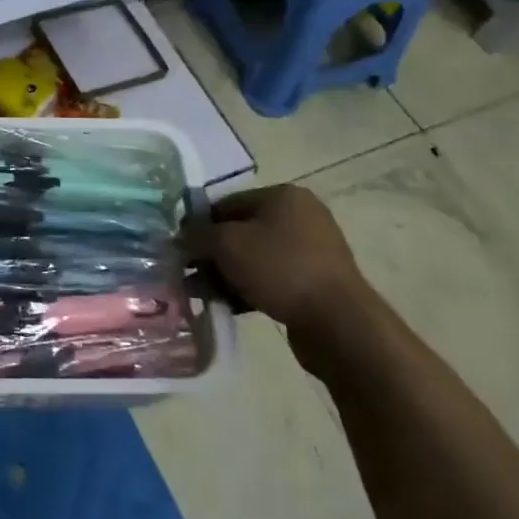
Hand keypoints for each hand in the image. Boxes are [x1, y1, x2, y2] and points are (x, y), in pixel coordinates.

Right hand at [185, 184, 368, 341]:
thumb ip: (198, 235)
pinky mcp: (315, 282)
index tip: (180, 249)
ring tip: (202, 295)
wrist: (338, 322)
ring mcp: (311, 250)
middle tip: (187, 275)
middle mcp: (300, 216)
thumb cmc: (280, 268)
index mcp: (282, 196)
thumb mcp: (227, 244)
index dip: (199, 225)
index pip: (226, 203)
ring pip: (253, 258)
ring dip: (225, 275)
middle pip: (239, 231)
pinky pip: (271, 278)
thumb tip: (181, 236)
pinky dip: (247, 288)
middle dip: (211, 254)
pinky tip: (227, 306)